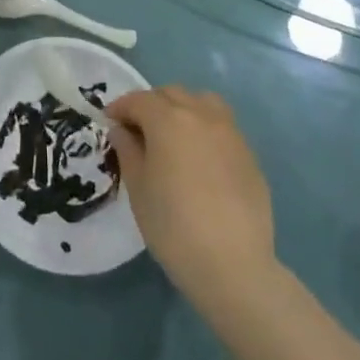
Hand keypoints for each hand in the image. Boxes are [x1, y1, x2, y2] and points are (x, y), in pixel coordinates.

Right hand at [107, 87, 274, 312]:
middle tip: (138, 130)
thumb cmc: (174, 226)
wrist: (234, 265)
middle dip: (151, 105)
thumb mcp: (138, 189)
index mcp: (168, 119)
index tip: (110, 122)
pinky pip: (221, 126)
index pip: (139, 100)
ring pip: (201, 102)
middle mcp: (201, 115)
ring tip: (173, 136)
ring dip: (182, 109)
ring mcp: (229, 132)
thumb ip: (127, 151)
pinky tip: (200, 159)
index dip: (120, 108)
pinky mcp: (249, 154)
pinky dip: (205, 129)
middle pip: (171, 94)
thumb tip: (121, 130)